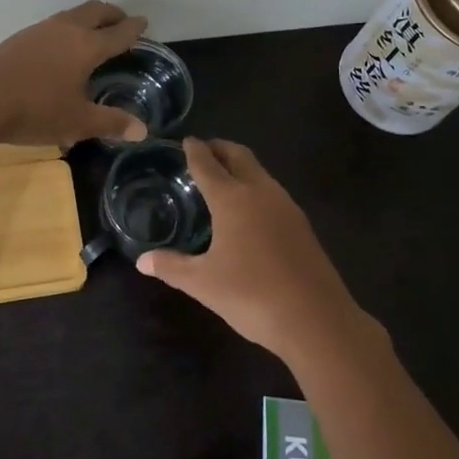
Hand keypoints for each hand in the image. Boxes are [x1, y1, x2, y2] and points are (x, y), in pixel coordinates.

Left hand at [0, 0, 150, 146]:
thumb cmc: (35, 110)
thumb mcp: (77, 122)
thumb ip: (111, 123)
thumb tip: (142, 131)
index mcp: (87, 46)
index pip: (118, 32)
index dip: (134, 28)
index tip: (144, 23)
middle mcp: (66, 30)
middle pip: (96, 11)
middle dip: (113, 14)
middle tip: (123, 21)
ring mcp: (40, 30)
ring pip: (72, 14)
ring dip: (89, 18)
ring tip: (94, 31)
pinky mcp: (19, 38)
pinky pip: (54, 25)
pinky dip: (68, 28)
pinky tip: (60, 46)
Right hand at [136, 138, 376, 364]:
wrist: (316, 319)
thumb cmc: (251, 294)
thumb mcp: (203, 283)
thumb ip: (171, 267)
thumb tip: (142, 260)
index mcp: (232, 198)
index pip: (208, 164)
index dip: (195, 150)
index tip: (187, 140)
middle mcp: (260, 192)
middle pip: (239, 156)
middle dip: (221, 148)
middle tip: (204, 149)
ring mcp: (286, 206)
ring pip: (260, 172)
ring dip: (241, 166)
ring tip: (224, 176)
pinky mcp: (302, 225)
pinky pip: (273, 192)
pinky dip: (256, 186)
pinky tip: (250, 209)